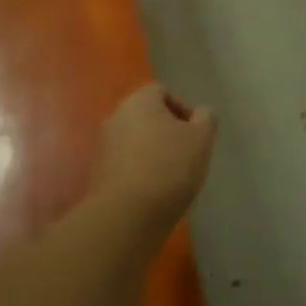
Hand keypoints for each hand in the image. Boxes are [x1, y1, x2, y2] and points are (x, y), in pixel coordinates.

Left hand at [88, 82, 216, 225]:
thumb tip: (201, 113)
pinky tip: (155, 191)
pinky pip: (126, 163)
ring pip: (136, 140)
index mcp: (139, 101)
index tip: (195, 132)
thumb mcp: (202, 138)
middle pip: (147, 116)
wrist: (128, 214)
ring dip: (153, 152)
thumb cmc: (170, 166)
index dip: (182, 108)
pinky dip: (140, 171)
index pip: (161, 91)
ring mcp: (104, 146)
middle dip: (168, 131)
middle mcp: (116, 117)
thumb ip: (206, 119)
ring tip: (173, 176)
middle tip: (187, 153)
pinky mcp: (99, 173)